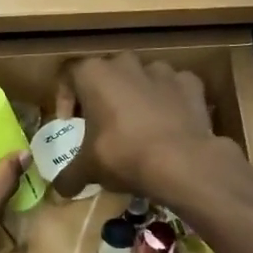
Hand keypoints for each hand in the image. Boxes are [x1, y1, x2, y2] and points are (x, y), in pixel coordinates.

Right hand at [56, 52, 224, 202]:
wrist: (182, 161)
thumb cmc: (123, 155)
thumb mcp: (88, 169)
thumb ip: (70, 175)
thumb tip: (61, 190)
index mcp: (94, 74)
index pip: (68, 75)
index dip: (65, 98)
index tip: (69, 122)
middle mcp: (126, 63)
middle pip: (106, 73)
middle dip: (102, 95)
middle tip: (101, 123)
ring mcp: (161, 70)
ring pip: (141, 78)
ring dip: (136, 95)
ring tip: (137, 124)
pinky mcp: (190, 82)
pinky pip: (173, 88)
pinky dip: (168, 101)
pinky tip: (167, 124)